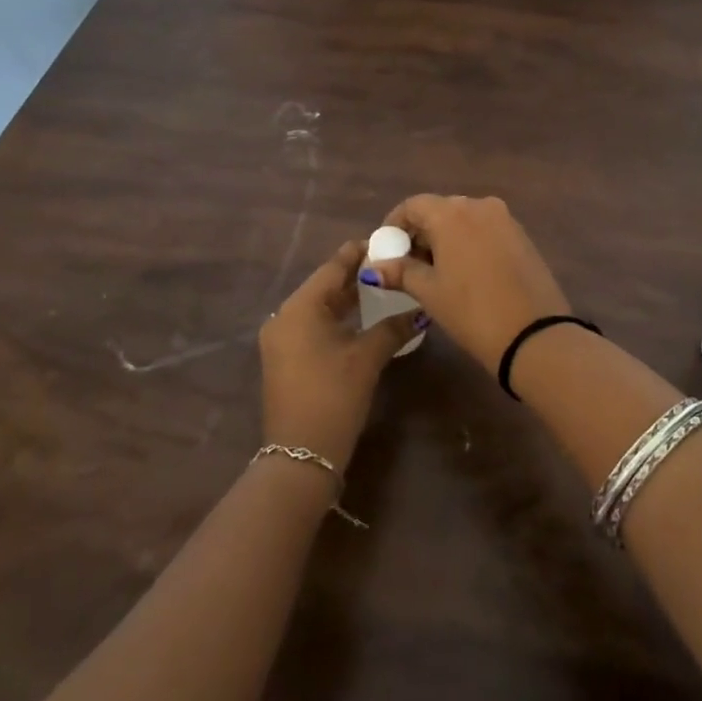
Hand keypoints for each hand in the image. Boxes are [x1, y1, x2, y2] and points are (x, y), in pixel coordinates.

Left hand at [259, 240, 415, 470]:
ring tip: (382, 289)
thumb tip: (420, 310)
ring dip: (348, 299)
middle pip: (324, 286)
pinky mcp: (286, 359)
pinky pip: (313, 326)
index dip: (359, 253)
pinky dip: (337, 319)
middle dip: (356, 276)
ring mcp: (282, 340)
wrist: (300, 458)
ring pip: (319, 307)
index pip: (332, 267)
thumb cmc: (333, 397)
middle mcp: (284, 317)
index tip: (386, 242)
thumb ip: (393, 327)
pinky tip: (363, 320)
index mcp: (299, 308)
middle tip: (390, 267)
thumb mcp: (367, 358)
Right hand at [365, 195, 570, 372]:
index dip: (395, 224)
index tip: (386, 249)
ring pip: (464, 220)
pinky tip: (465, 272)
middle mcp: (479, 205)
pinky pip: (485, 230)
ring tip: (435, 272)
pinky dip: (469, 242)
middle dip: (421, 232)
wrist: (535, 334)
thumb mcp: (430, 293)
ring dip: (445, 238)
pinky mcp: (522, 235)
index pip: (413, 205)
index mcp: (452, 213)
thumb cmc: (472, 310)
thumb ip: (401, 273)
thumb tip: (373, 267)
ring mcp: (505, 219)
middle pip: (440, 210)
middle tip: (408, 265)